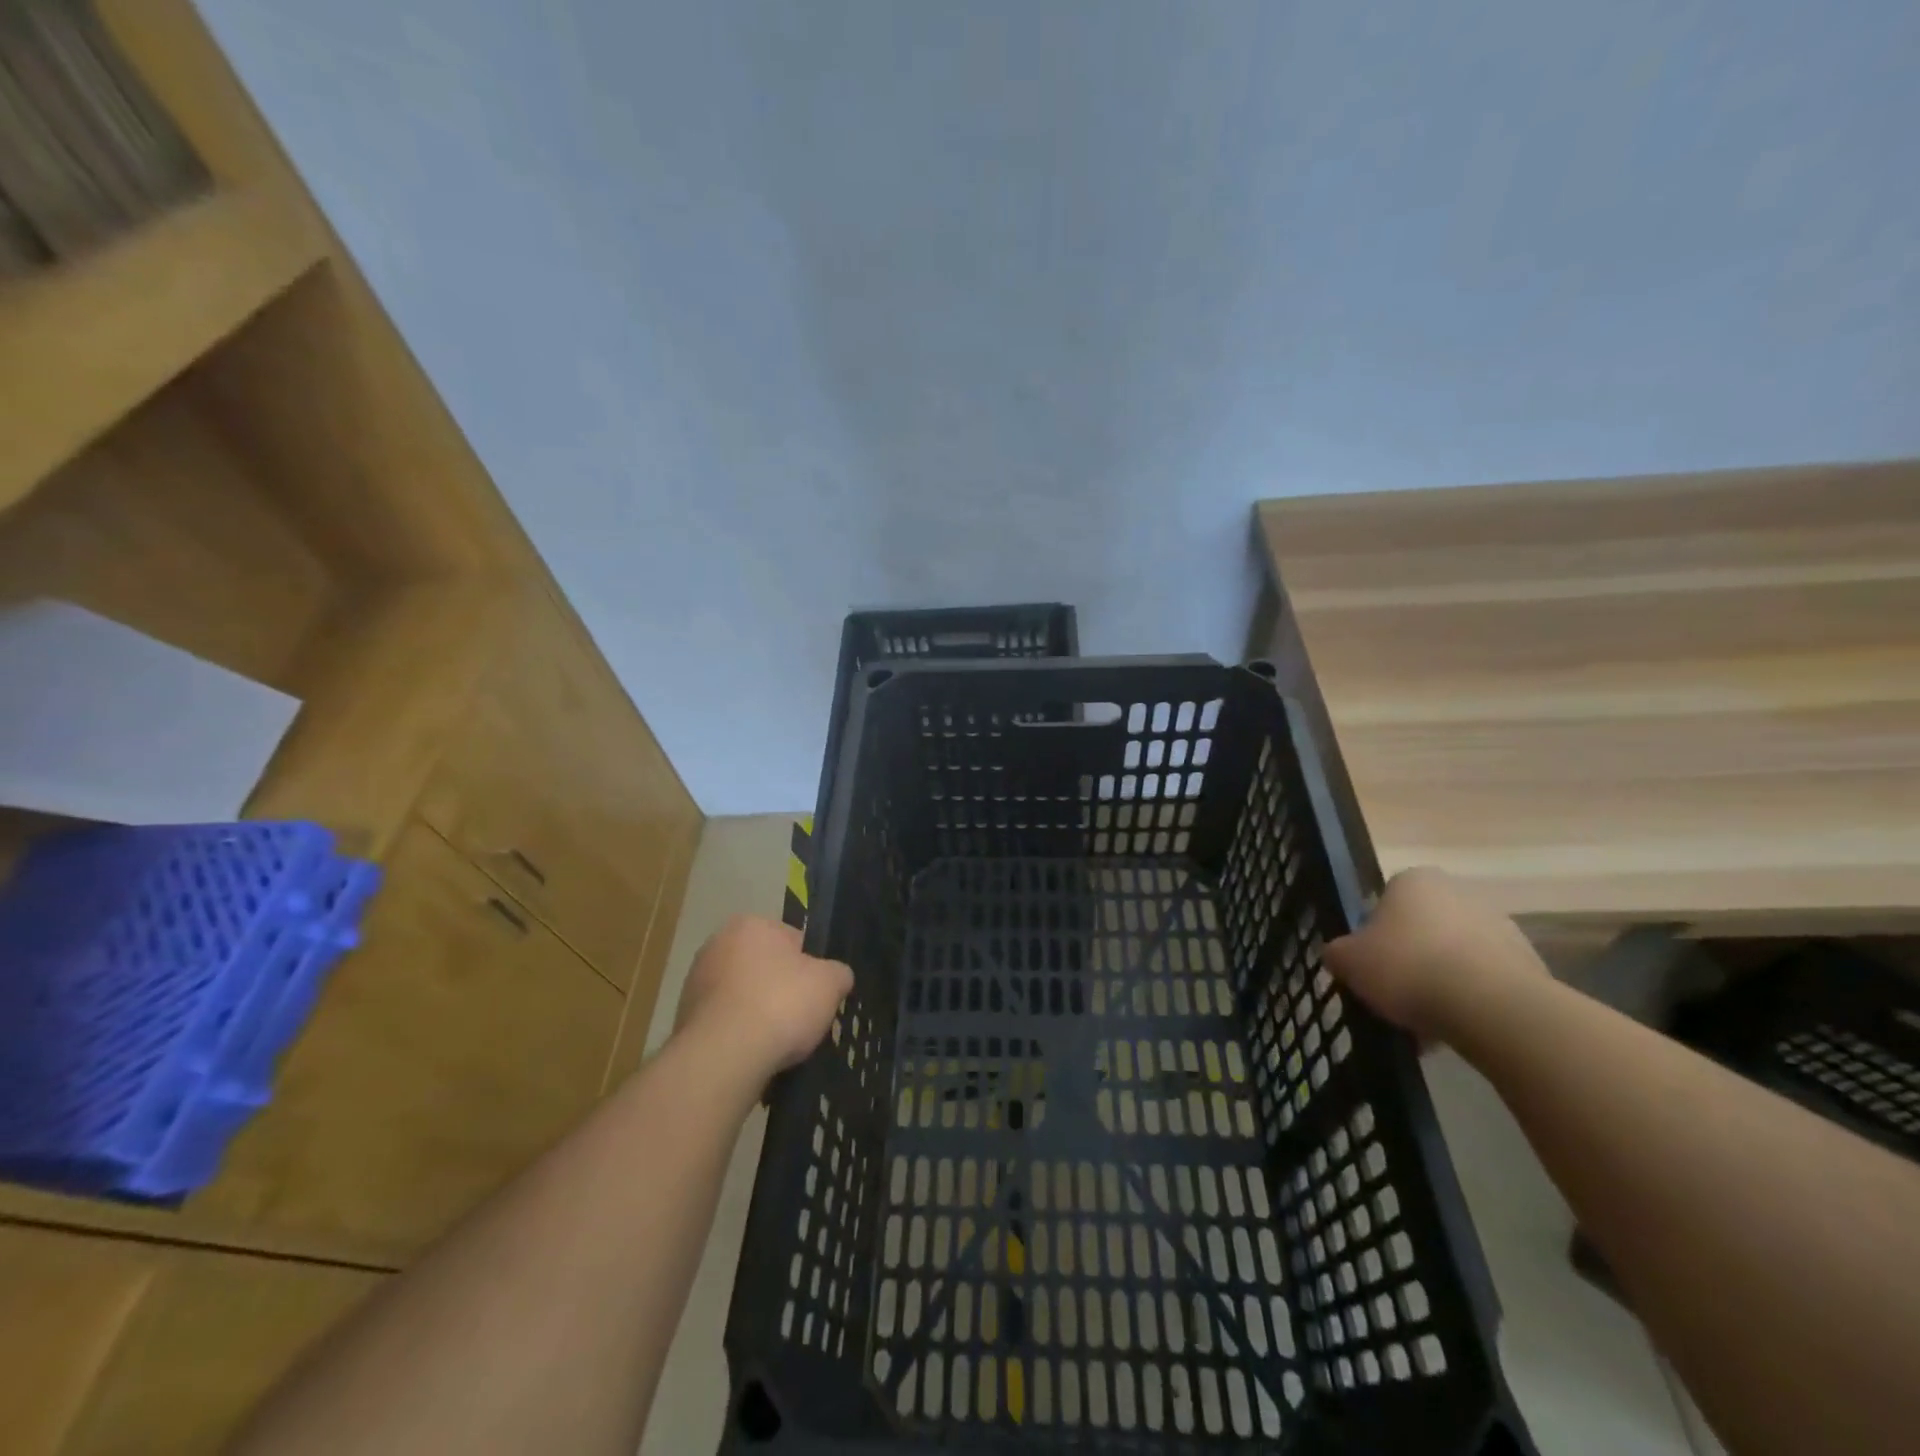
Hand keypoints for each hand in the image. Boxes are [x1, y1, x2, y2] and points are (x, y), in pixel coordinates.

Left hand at [674, 915, 852, 1075]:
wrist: (724, 1057)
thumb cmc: (781, 1004)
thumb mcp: (830, 983)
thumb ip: (838, 973)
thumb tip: (836, 977)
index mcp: (750, 924)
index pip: (793, 940)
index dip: (810, 968)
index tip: (817, 994)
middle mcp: (716, 945)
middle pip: (765, 968)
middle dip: (782, 991)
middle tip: (800, 1019)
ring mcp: (695, 983)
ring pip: (743, 997)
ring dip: (759, 1015)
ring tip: (777, 1045)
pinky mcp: (683, 1020)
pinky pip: (725, 1024)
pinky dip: (739, 1037)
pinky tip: (753, 1056)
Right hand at [1323, 868, 1541, 1040]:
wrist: (1492, 1008)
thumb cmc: (1408, 968)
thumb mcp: (1348, 961)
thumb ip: (1337, 953)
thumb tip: (1339, 956)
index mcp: (1414, 880)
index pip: (1386, 901)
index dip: (1374, 935)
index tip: (1371, 965)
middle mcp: (1459, 892)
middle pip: (1423, 928)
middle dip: (1411, 958)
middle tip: (1395, 993)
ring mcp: (1500, 926)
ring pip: (1455, 955)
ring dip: (1441, 981)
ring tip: (1426, 1022)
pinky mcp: (1530, 964)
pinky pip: (1486, 981)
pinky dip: (1470, 1000)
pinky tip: (1456, 1028)